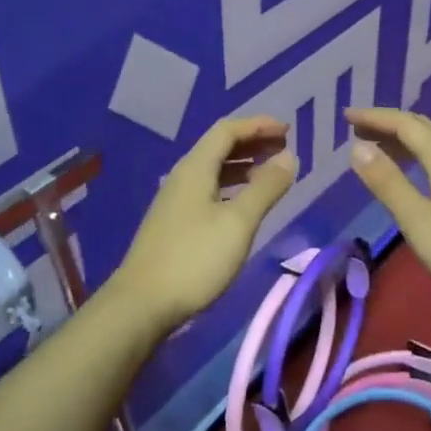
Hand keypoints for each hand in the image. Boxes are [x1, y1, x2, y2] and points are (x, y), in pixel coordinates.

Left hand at [106, 116, 297, 332]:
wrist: (142, 304)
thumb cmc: (194, 259)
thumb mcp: (238, 222)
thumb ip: (265, 187)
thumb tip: (288, 156)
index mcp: (196, 168)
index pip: (228, 130)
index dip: (258, 125)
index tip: (288, 129)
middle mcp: (183, 176)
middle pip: (219, 146)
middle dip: (253, 142)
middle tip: (284, 148)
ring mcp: (176, 200)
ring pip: (214, 169)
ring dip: (243, 165)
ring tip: (271, 173)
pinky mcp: (175, 223)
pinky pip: (209, 189)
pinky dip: (232, 186)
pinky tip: (244, 204)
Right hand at [345, 106, 430, 318]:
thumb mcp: (419, 222)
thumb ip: (388, 183)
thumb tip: (358, 146)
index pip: (405, 123)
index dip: (374, 117)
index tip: (346, 116)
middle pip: (423, 127)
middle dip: (389, 124)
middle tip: (358, 130)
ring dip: (406, 140)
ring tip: (381, 149)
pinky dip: (423, 156)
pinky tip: (421, 175)